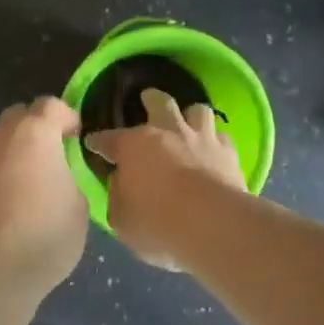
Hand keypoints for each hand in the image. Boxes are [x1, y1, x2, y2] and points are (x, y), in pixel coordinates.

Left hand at [0, 98, 88, 285]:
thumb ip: (70, 181)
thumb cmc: (41, 235)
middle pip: (17, 119)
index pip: (51, 105)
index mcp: (33, 134)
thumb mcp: (78, 208)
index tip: (75, 140)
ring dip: (10, 161)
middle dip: (34, 133)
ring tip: (25, 196)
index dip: (66, 118)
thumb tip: (59, 181)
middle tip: (50, 162)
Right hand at [84, 88, 245, 268]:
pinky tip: (215, 150)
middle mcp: (168, 133)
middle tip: (148, 99)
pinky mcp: (229, 153)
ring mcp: (202, 139)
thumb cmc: (158, 224)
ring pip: (197, 110)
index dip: (99, 141)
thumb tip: (122, 183)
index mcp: (134, 146)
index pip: (109, 139)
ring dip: (190, 115)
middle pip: (159, 103)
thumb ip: (118, 196)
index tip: (93, 144)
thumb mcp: (121, 219)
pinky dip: (216, 142)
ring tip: (188, 121)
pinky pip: (222, 138)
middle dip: (151, 99)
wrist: (213, 225)